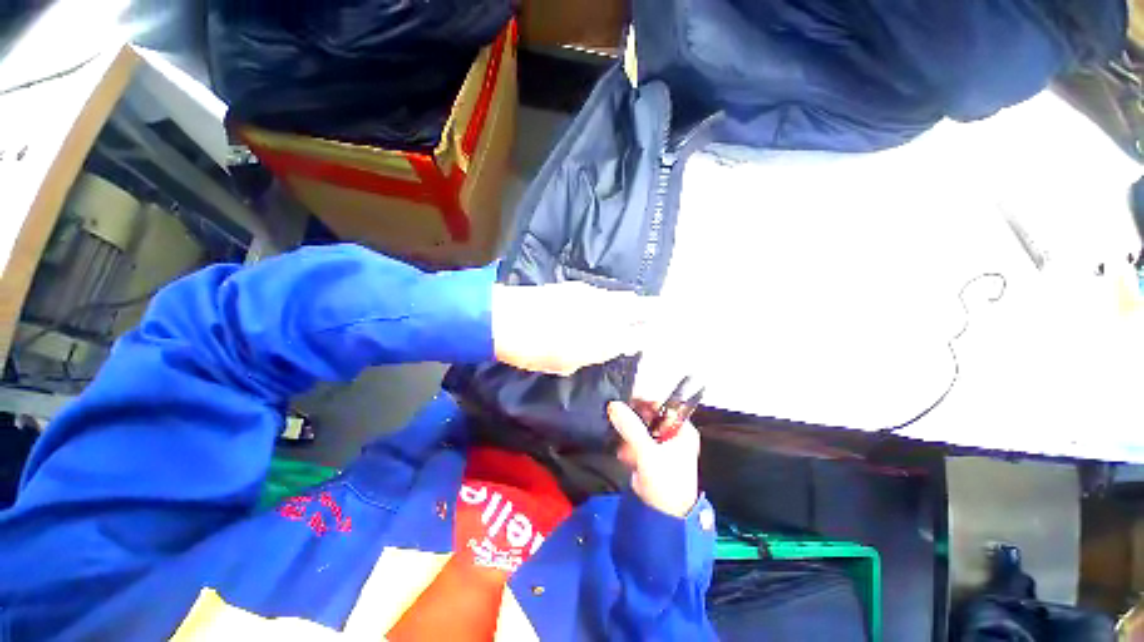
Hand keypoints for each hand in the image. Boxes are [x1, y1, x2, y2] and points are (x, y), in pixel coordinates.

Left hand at [492, 282, 652, 375]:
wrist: (507, 320)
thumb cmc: (536, 351)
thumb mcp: (568, 363)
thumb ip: (595, 354)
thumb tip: (615, 346)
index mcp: (603, 339)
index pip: (637, 336)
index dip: (649, 334)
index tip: (657, 334)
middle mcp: (604, 314)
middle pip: (638, 307)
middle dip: (652, 309)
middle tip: (663, 309)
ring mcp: (591, 296)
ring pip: (622, 296)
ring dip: (633, 300)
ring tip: (642, 303)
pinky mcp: (577, 286)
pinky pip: (603, 291)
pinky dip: (611, 296)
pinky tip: (608, 299)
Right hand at [608, 400, 699, 518]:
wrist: (665, 518)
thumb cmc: (665, 482)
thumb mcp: (647, 451)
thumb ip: (630, 426)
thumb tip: (613, 404)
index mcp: (682, 429)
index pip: (662, 405)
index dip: (644, 400)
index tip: (624, 399)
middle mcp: (674, 435)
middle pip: (650, 415)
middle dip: (633, 419)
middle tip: (618, 419)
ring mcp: (662, 446)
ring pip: (641, 428)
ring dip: (629, 434)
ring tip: (622, 443)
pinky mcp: (651, 457)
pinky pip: (637, 442)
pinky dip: (629, 445)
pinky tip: (625, 456)